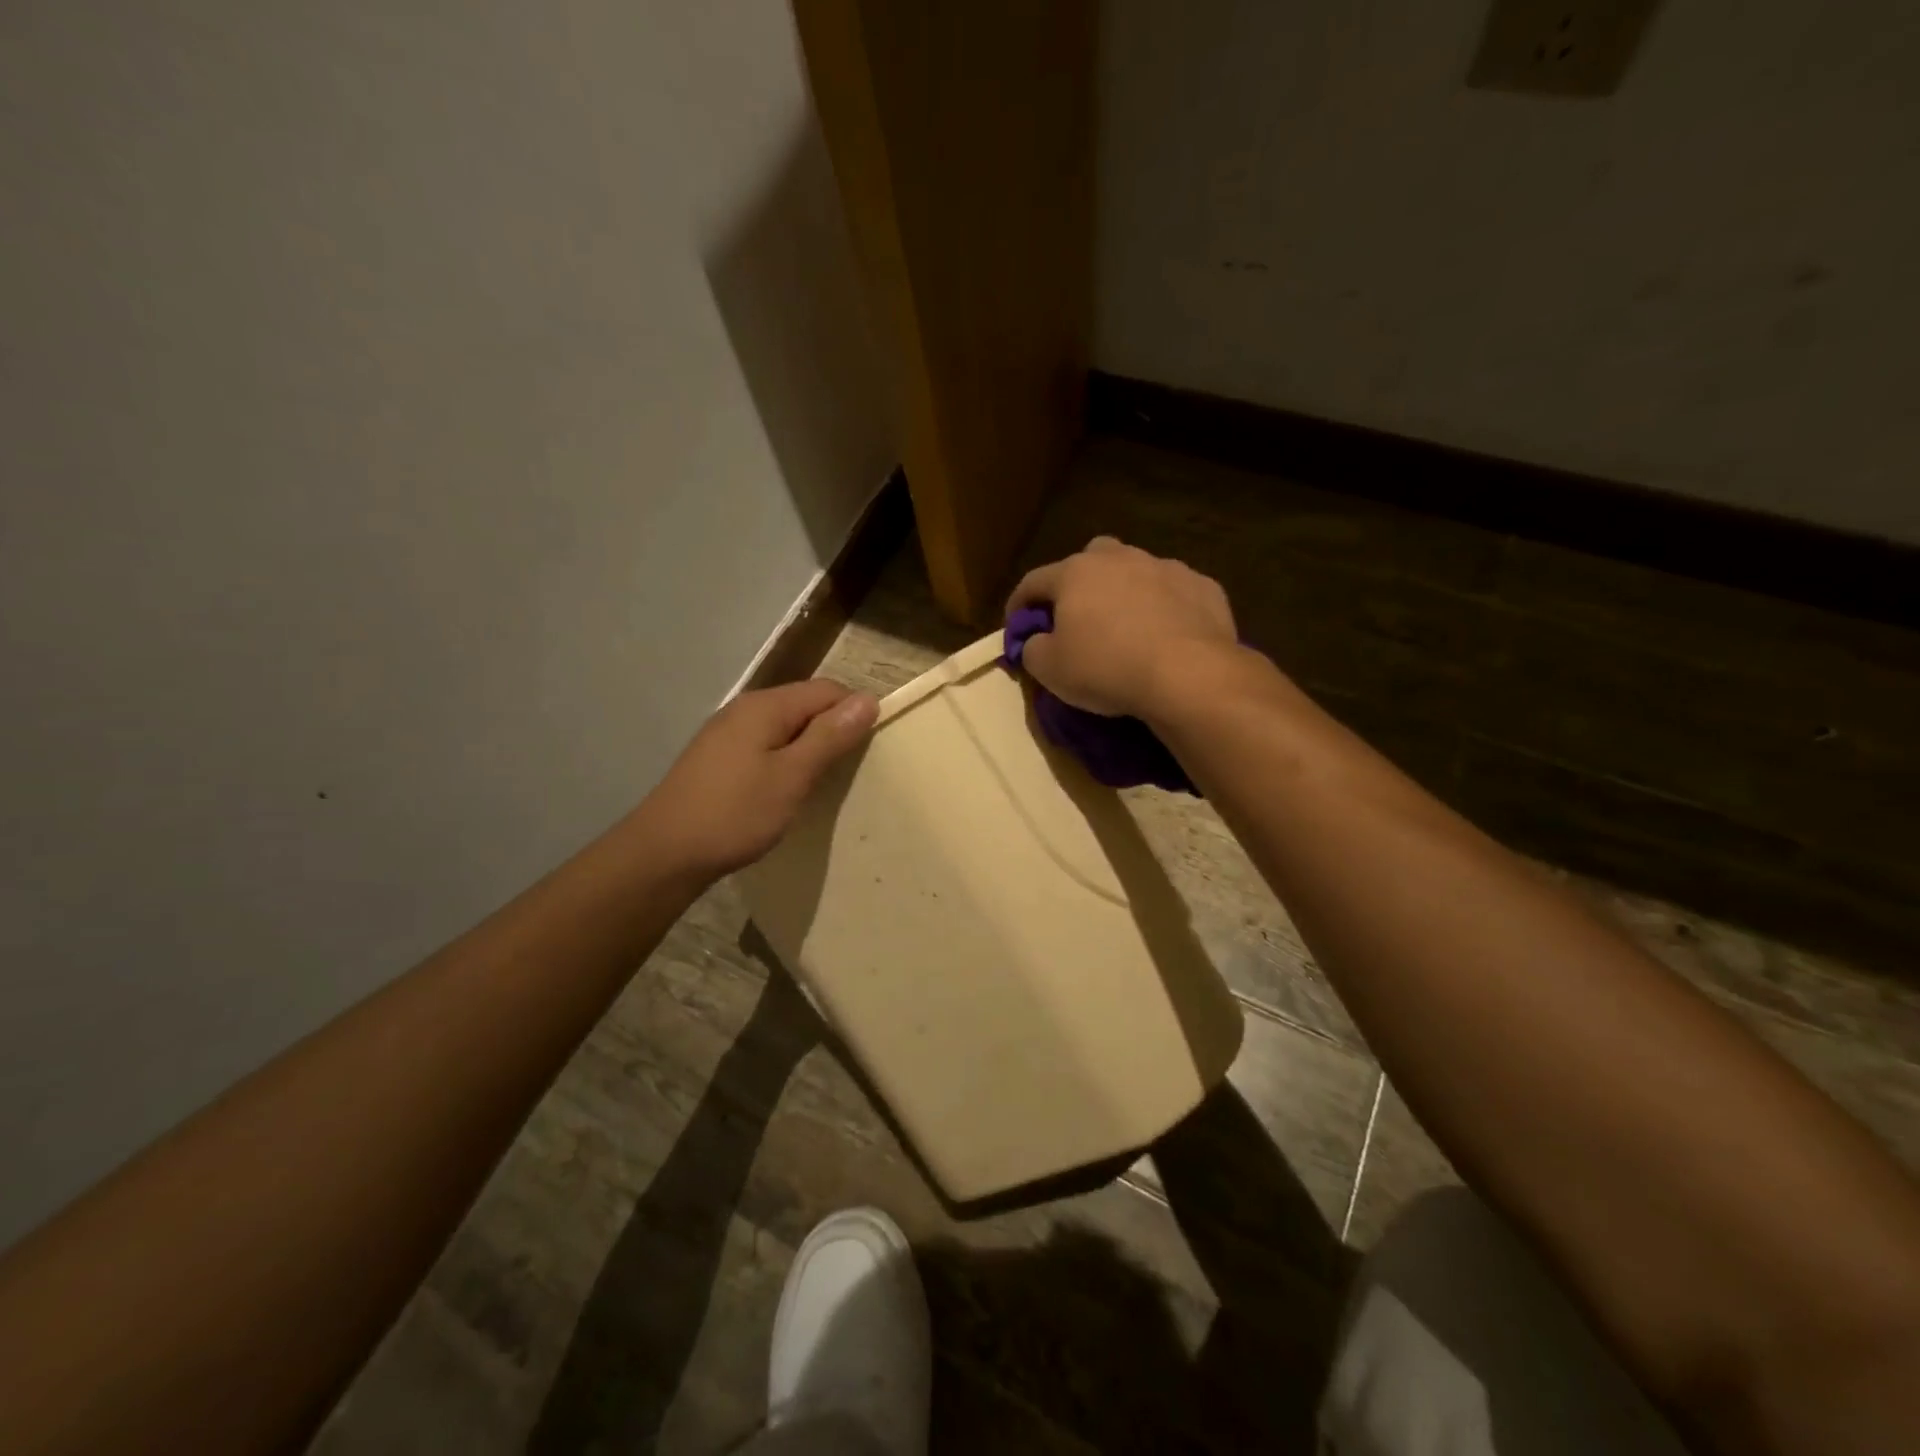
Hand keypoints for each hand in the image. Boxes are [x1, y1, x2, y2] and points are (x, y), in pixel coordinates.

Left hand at [641, 679, 877, 881]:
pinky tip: (785, 789)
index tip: (869, 750)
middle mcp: (745, 709)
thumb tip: (868, 699)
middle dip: (832, 730)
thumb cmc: (735, 813)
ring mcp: (727, 733)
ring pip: (785, 727)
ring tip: (821, 783)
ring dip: (808, 748)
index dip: (854, 712)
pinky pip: (765, 745)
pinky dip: (784, 760)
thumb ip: (830, 736)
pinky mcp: (718, 758)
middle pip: (805, 704)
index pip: (827, 689)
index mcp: (765, 706)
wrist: (665, 853)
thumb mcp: (792, 776)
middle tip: (848, 771)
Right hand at [1007, 537, 1237, 718]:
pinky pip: (1174, 593)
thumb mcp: (1050, 670)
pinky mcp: (1203, 586)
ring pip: (1136, 571)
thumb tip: (1035, 642)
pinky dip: (1165, 608)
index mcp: (1075, 573)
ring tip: (1127, 626)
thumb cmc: (1106, 667)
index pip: (1033, 582)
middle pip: (1089, 559)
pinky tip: (1167, 634)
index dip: (1019, 605)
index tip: (1016, 627)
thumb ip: (1032, 649)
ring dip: (1125, 592)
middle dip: (1079, 583)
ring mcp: (1166, 567)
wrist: (1188, 674)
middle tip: (1078, 617)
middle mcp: (1119, 558)